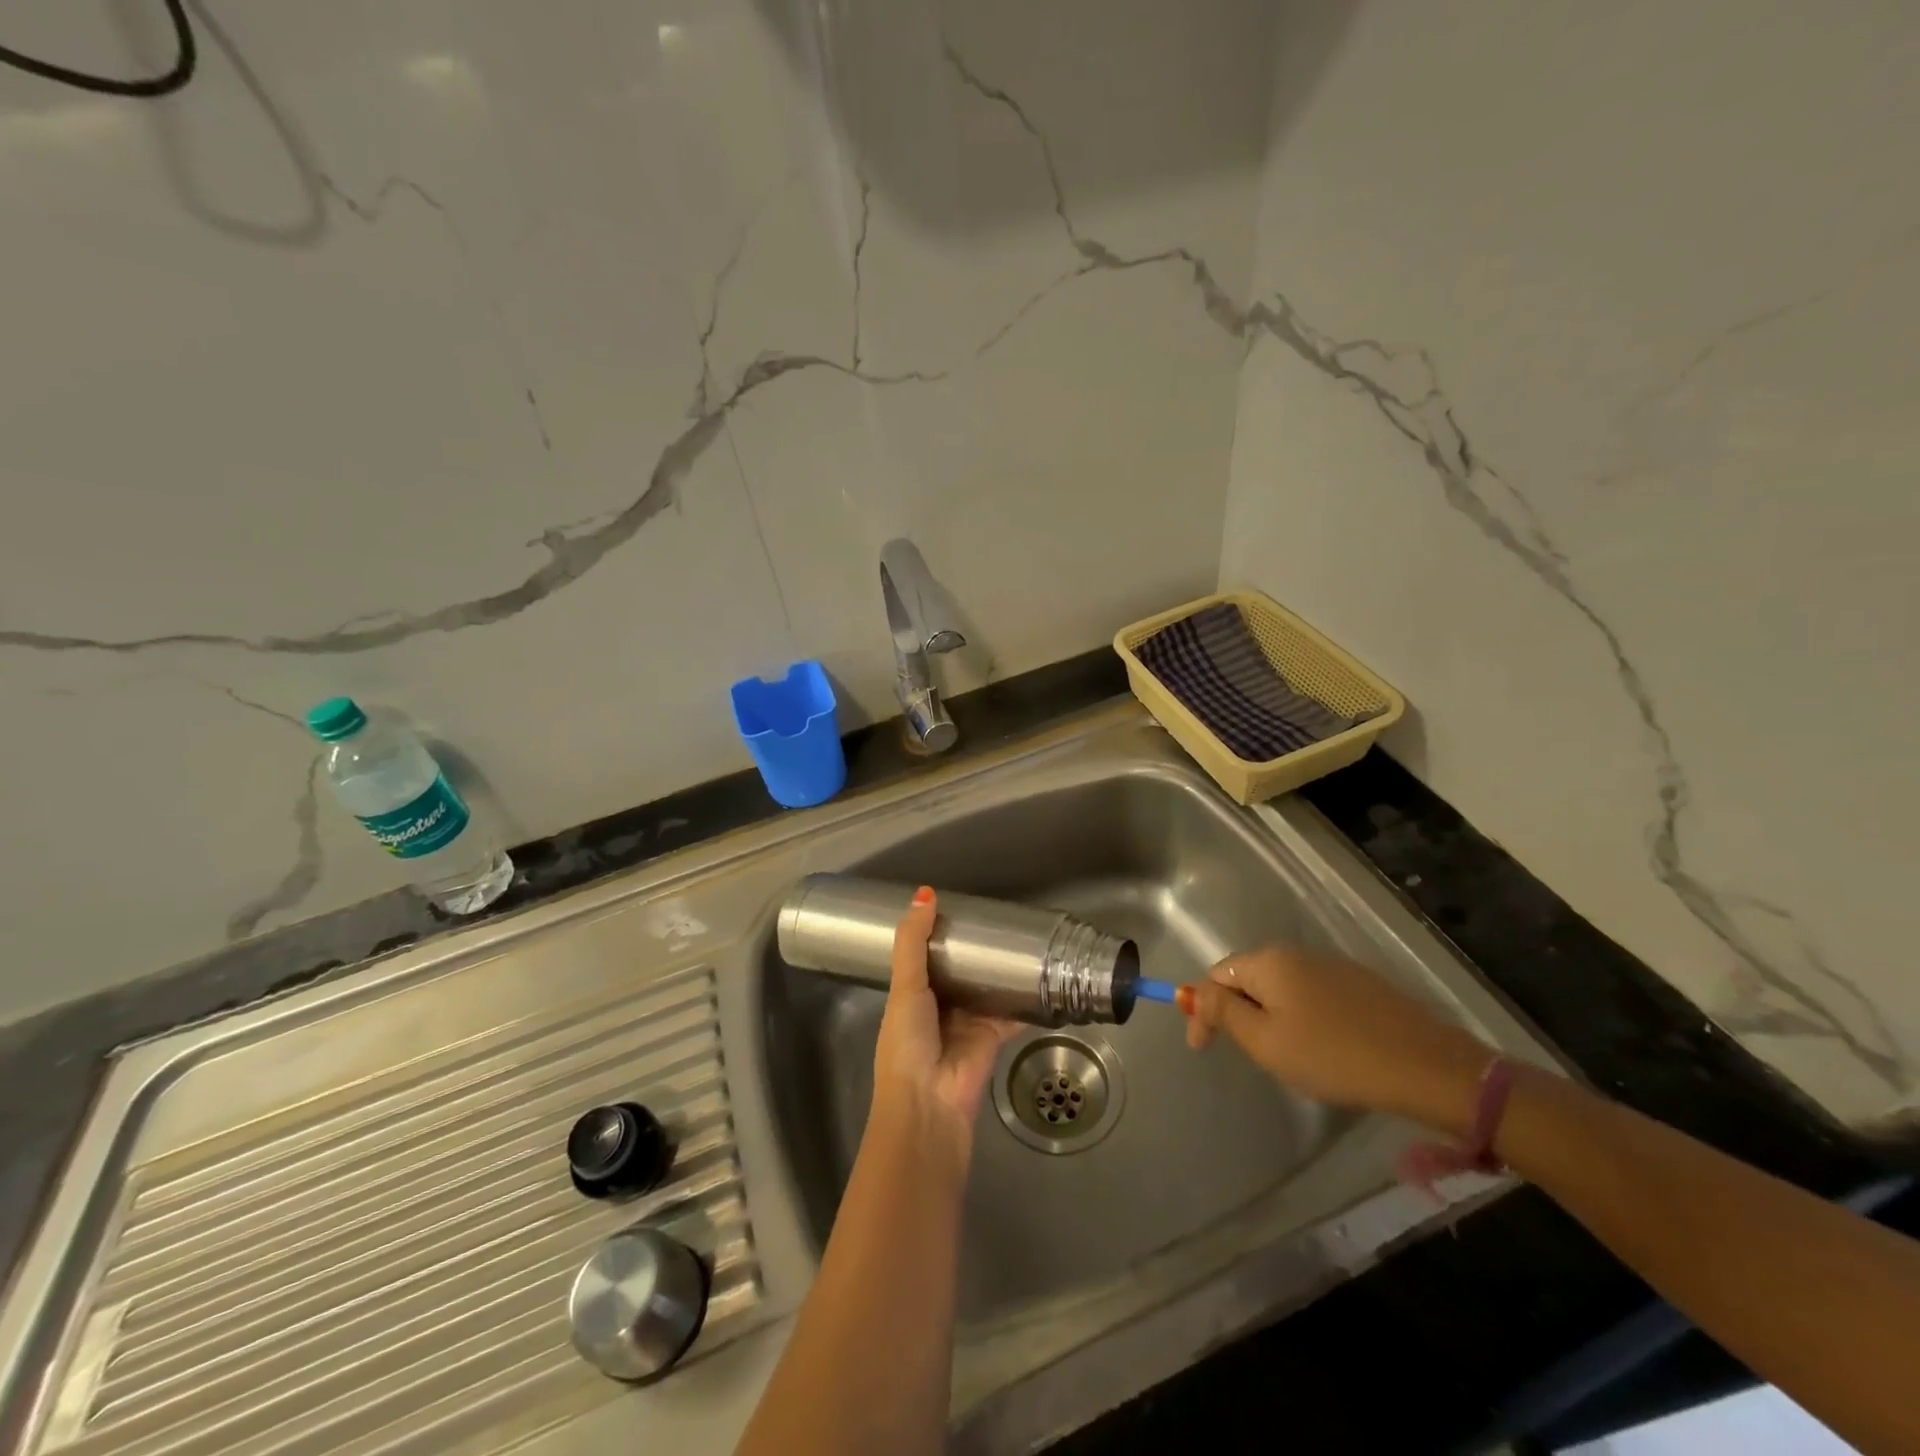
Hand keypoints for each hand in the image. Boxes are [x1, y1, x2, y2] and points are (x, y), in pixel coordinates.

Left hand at [872, 887, 1021, 1158]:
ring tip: (1022, 938)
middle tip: (997, 917)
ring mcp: (967, 1022)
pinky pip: (1012, 1013)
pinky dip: (1026, 999)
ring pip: (987, 989)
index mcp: (911, 995)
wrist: (930, 1103)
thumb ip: (913, 942)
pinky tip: (1042, 976)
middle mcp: (939, 1007)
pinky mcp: (993, 1036)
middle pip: (960, 971)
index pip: (926, 956)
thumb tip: (925, 893)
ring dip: (1000, 971)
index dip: (939, 933)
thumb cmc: (907, 1042)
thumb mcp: (904, 986)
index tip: (958, 906)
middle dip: (974, 950)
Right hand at [1184, 945, 1494, 1134]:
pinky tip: (1320, 1048)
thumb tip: (1189, 991)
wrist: (1427, 1067)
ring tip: (1283, 1056)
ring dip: (1269, 1016)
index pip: (1216, 975)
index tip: (1203, 1049)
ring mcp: (1333, 966)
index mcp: (1268, 961)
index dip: (1202, 1010)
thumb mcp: (1266, 1041)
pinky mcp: (1362, 985)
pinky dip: (1302, 1017)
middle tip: (1246, 1054)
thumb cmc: (1333, 1056)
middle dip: (1237, 1013)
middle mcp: (1297, 953)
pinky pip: (1312, 996)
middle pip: (1248, 978)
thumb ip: (1222, 1012)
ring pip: (1281, 988)